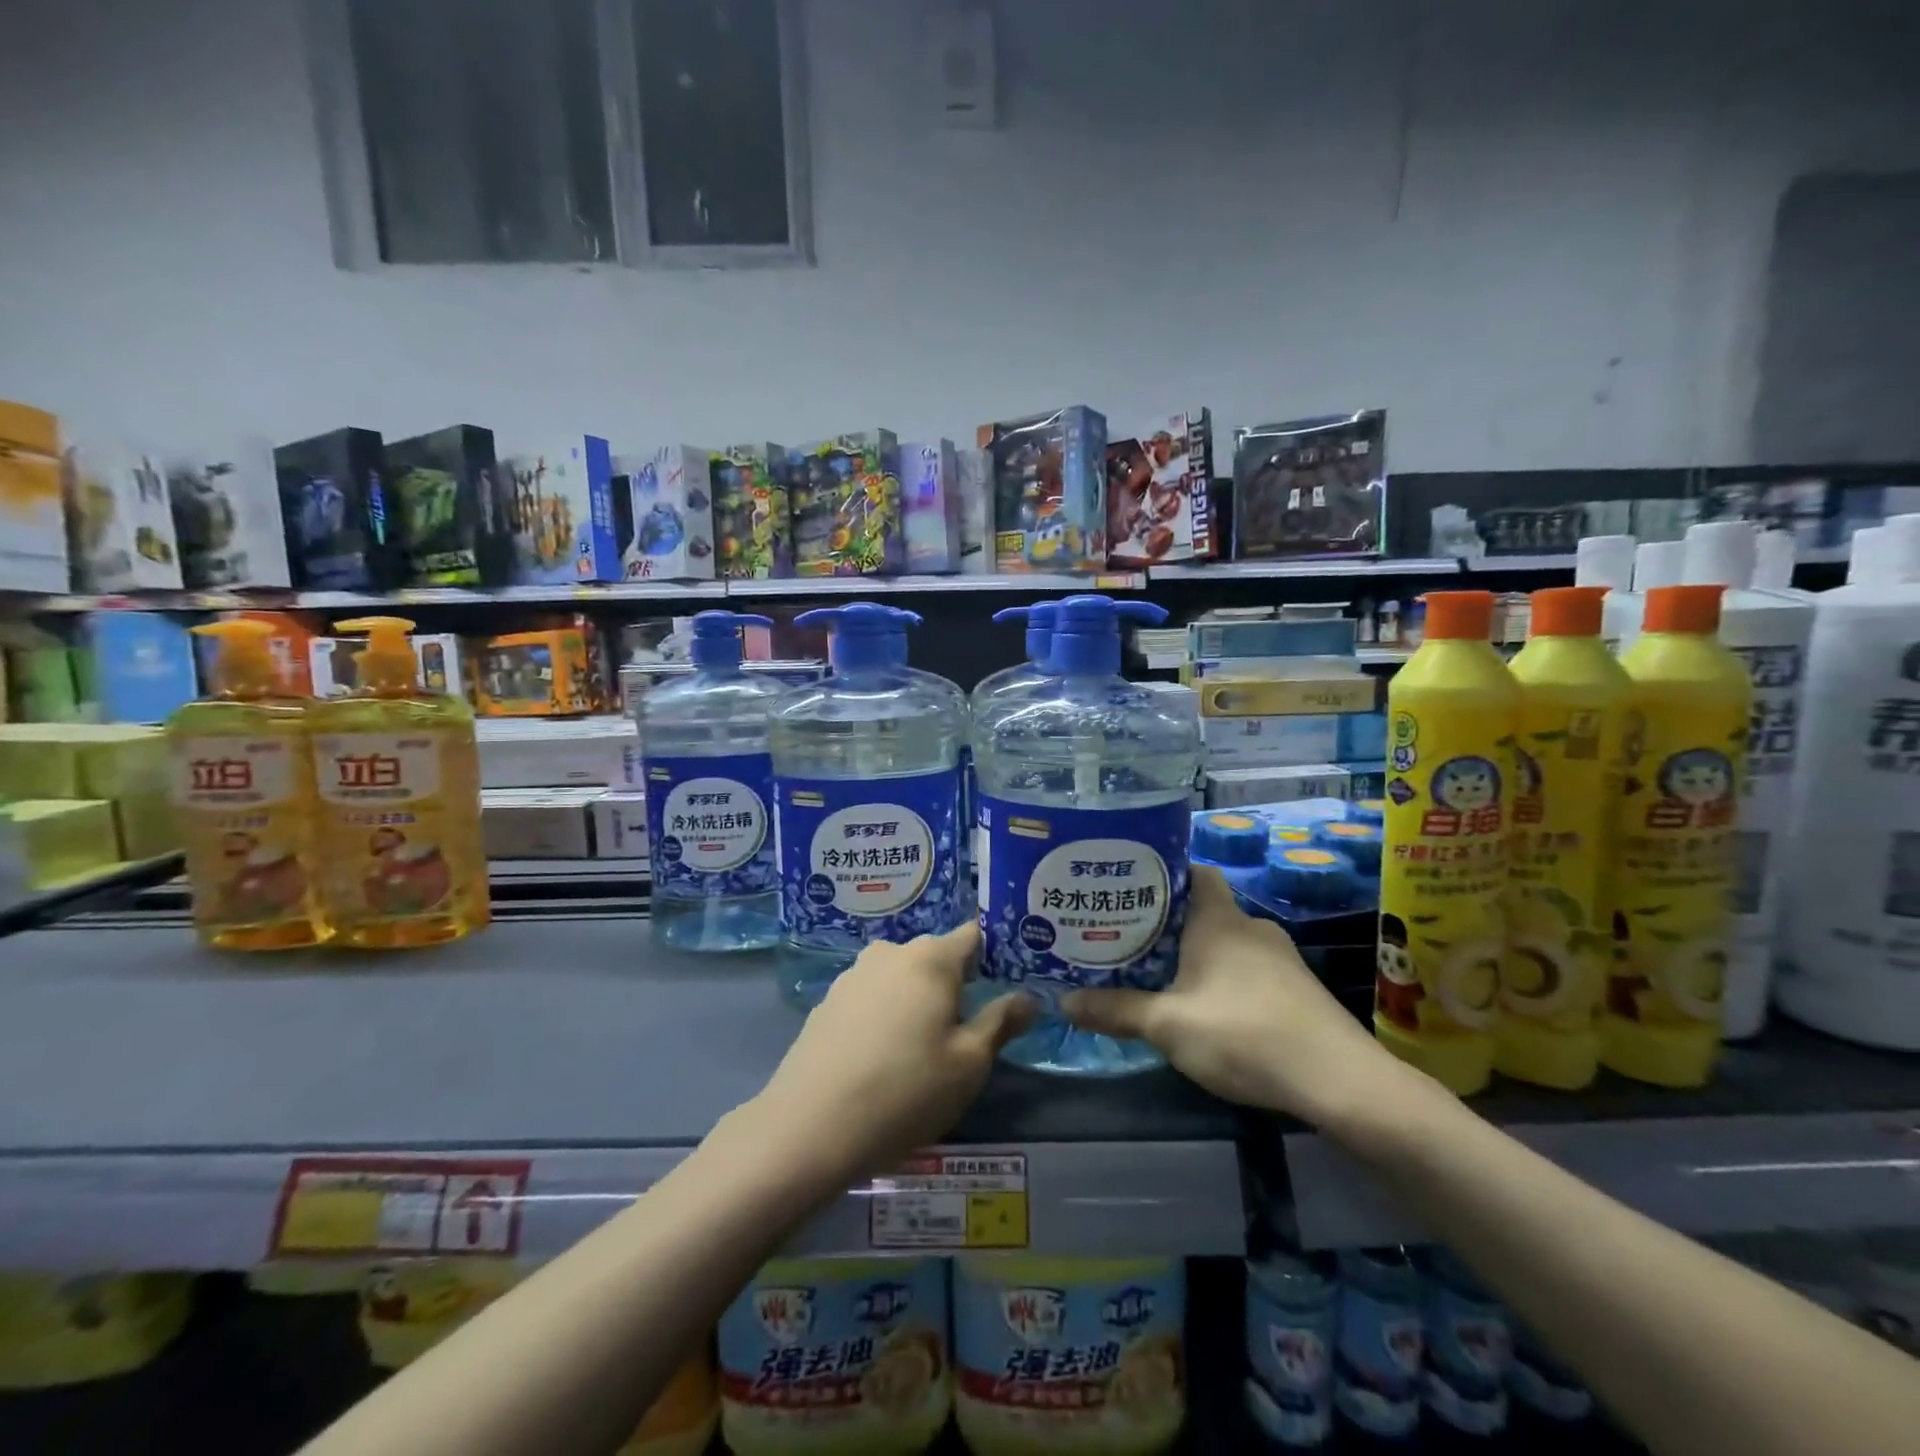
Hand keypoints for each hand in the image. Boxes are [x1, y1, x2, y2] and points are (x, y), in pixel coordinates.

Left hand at [747, 923, 1036, 1183]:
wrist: (809, 1127)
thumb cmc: (905, 1091)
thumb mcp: (968, 1064)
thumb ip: (1001, 1022)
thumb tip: (1027, 997)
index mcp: (930, 958)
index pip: (974, 936)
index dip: (995, 954)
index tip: (1009, 979)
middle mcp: (890, 953)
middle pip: (935, 957)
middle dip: (956, 983)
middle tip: (969, 1026)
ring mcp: (853, 975)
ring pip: (901, 977)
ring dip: (917, 999)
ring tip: (924, 1047)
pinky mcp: (827, 1002)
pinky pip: (872, 997)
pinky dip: (885, 1014)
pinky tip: (883, 1056)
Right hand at [1062, 865, 1410, 1126]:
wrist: (1339, 1081)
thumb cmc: (1244, 1034)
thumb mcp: (1168, 1026)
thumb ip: (1116, 1010)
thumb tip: (1063, 1001)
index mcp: (1219, 920)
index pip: (1193, 871)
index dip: (1164, 872)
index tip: (1130, 884)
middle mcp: (1251, 927)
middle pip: (1204, 908)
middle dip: (1168, 920)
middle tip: (1128, 933)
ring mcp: (1281, 958)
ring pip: (1227, 941)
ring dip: (1196, 951)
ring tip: (1158, 970)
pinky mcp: (1296, 989)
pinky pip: (1248, 968)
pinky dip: (1223, 976)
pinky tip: (1205, 1006)